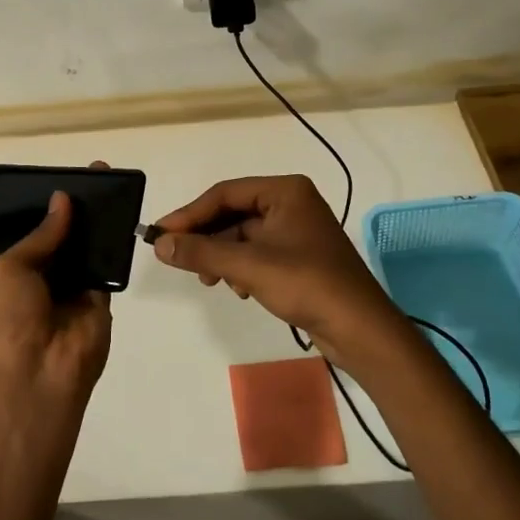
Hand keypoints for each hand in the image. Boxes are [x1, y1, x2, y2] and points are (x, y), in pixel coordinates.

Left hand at [0, 188, 112, 420]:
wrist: (38, 375)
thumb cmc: (11, 319)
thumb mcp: (11, 268)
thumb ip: (41, 235)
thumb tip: (63, 199)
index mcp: (18, 269)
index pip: (39, 228)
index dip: (53, 203)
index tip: (71, 175)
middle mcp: (48, 275)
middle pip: (68, 233)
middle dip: (81, 205)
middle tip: (101, 171)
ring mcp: (76, 287)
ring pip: (91, 245)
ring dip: (101, 219)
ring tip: (116, 183)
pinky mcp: (103, 299)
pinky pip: (110, 266)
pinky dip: (117, 243)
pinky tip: (126, 213)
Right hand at [150, 175, 410, 367]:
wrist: (360, 329)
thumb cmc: (307, 284)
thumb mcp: (248, 266)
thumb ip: (201, 251)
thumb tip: (159, 244)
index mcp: (285, 190)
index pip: (225, 193)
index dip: (189, 214)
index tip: (160, 234)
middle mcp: (292, 203)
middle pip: (233, 213)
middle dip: (206, 238)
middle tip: (177, 258)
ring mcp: (297, 230)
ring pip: (243, 236)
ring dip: (222, 256)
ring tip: (210, 280)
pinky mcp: (300, 257)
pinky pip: (258, 253)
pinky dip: (241, 268)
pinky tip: (238, 289)